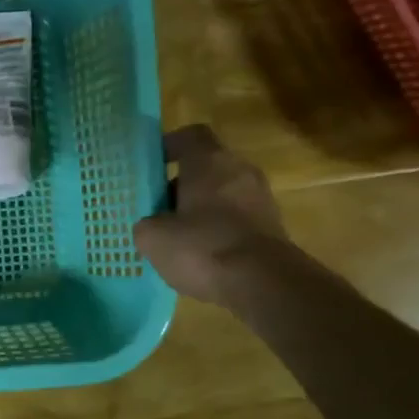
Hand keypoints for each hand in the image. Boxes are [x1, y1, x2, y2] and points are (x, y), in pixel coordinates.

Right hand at [133, 126, 285, 306]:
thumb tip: (152, 225)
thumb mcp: (152, 237)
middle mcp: (240, 171)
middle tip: (157, 207)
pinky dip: (218, 229)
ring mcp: (261, 199)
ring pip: (222, 193)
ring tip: (176, 235)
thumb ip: (146, 223)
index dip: (168, 146)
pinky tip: (201, 254)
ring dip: (200, 208)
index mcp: (210, 161)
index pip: (190, 135)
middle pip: (207, 166)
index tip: (149, 165)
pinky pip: (236, 218)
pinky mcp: (272, 227)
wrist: (263, 284)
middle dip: (181, 184)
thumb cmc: (203, 247)